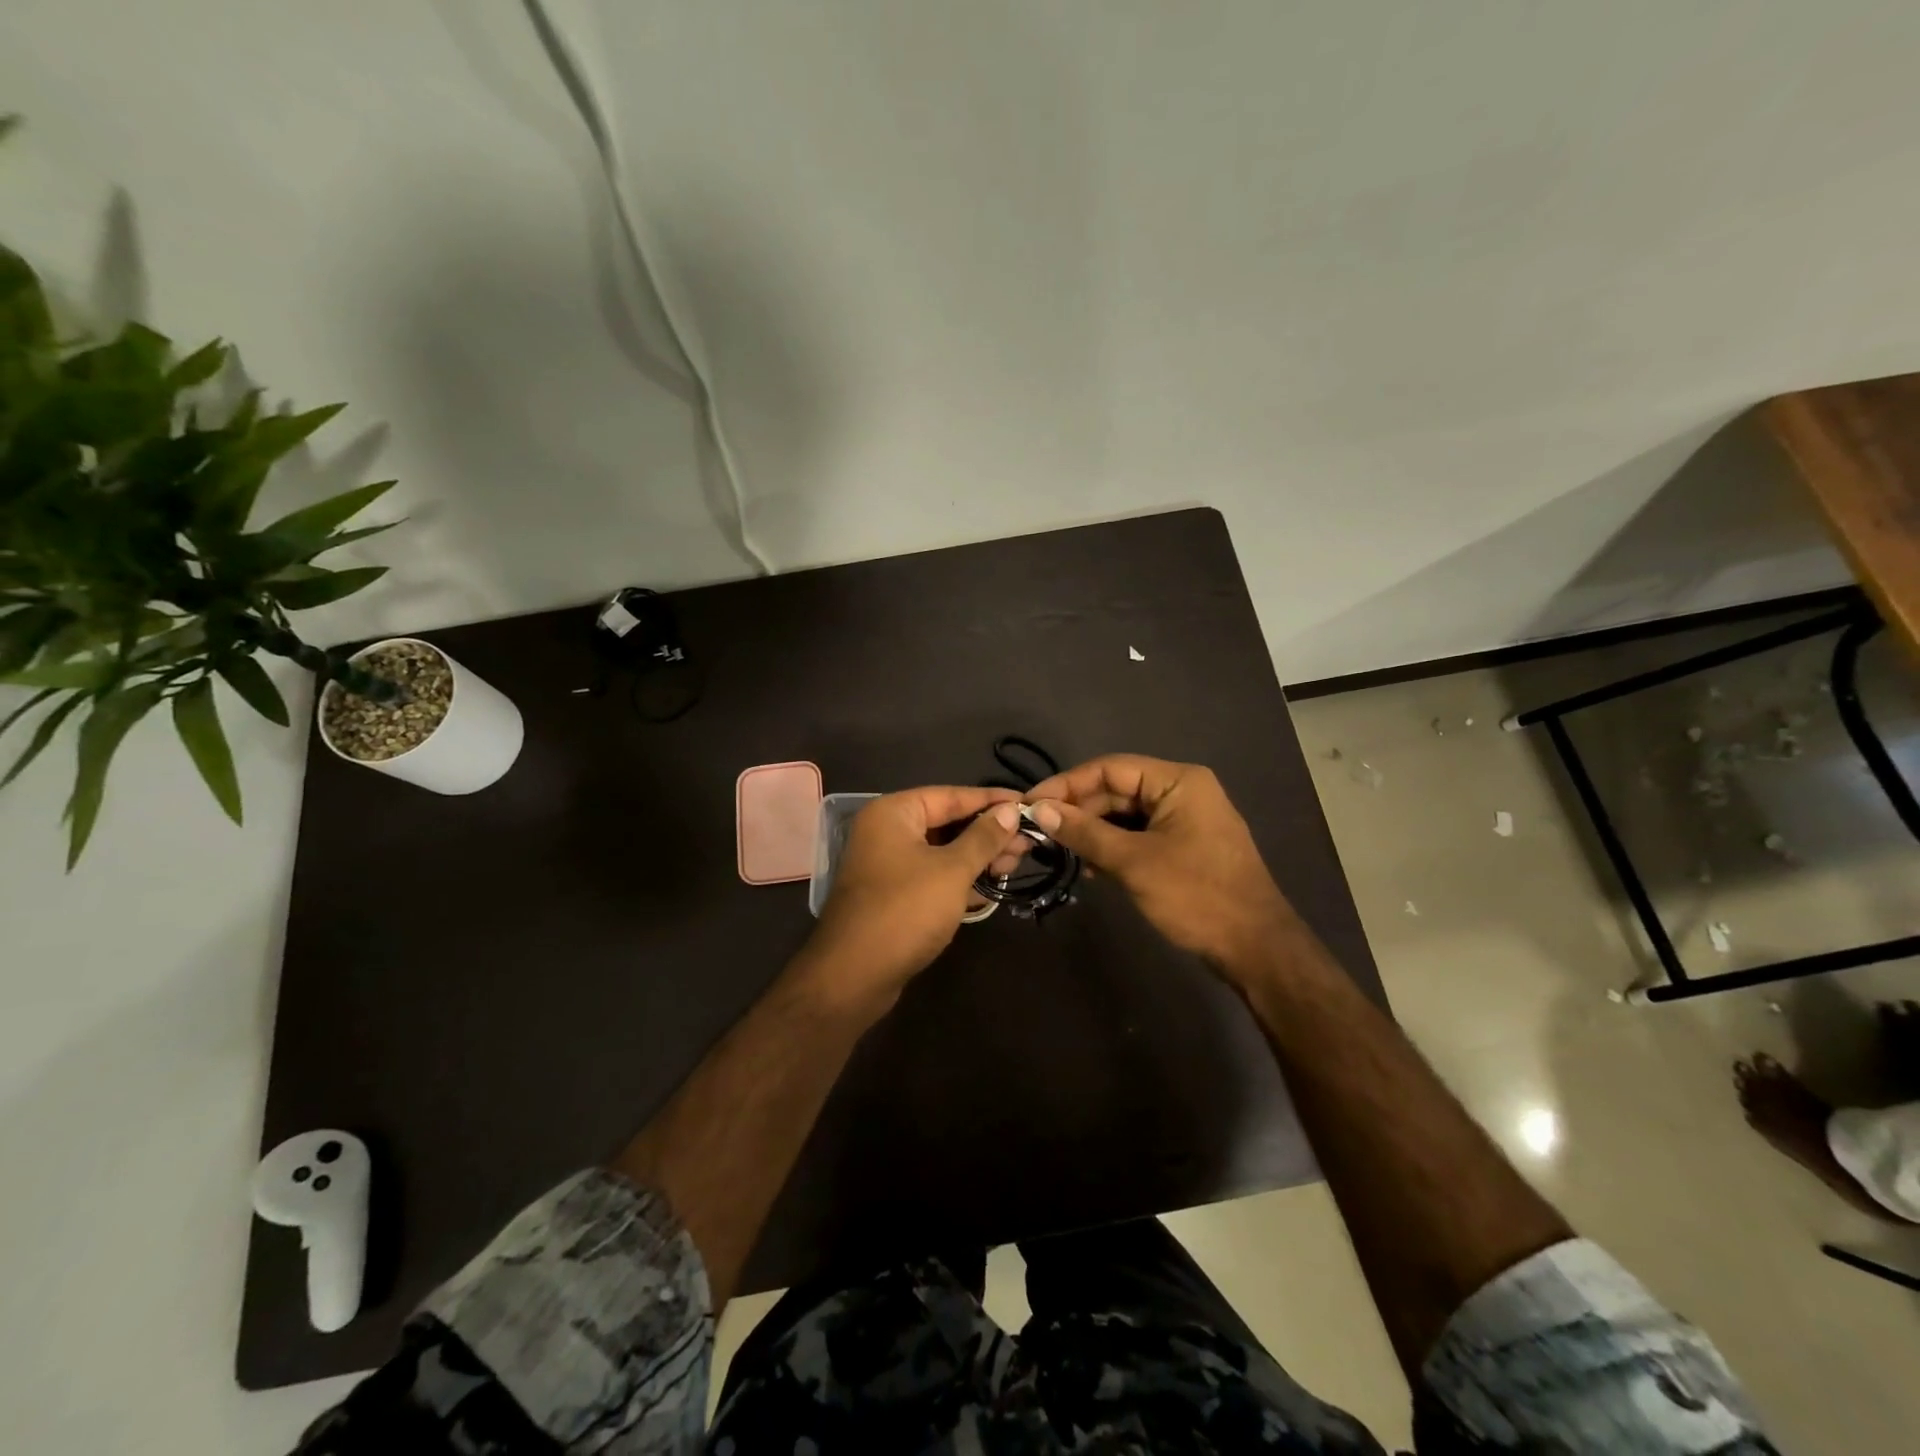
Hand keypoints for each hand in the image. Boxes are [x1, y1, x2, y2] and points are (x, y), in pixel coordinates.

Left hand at [805, 786, 1028, 998]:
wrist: (854, 975)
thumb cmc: (905, 911)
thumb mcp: (952, 871)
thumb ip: (983, 838)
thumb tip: (1011, 810)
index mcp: (894, 813)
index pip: (951, 795)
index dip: (991, 800)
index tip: (1028, 803)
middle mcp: (887, 831)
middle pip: (947, 822)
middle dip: (988, 832)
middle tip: (1029, 841)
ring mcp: (889, 865)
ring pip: (942, 850)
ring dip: (978, 856)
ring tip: (1016, 863)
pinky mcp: (894, 894)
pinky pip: (934, 874)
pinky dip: (961, 877)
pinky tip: (992, 884)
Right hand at [1026, 754, 1294, 973]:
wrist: (1255, 948)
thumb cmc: (1196, 896)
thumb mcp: (1134, 862)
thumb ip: (1085, 832)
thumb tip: (1040, 809)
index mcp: (1178, 781)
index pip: (1110, 768)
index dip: (1067, 784)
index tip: (1031, 803)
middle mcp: (1182, 791)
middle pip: (1116, 790)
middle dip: (1079, 811)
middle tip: (1039, 832)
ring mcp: (1184, 819)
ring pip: (1125, 815)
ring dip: (1094, 831)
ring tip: (1063, 852)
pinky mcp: (1183, 845)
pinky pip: (1138, 835)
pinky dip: (1114, 847)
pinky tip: (1094, 868)